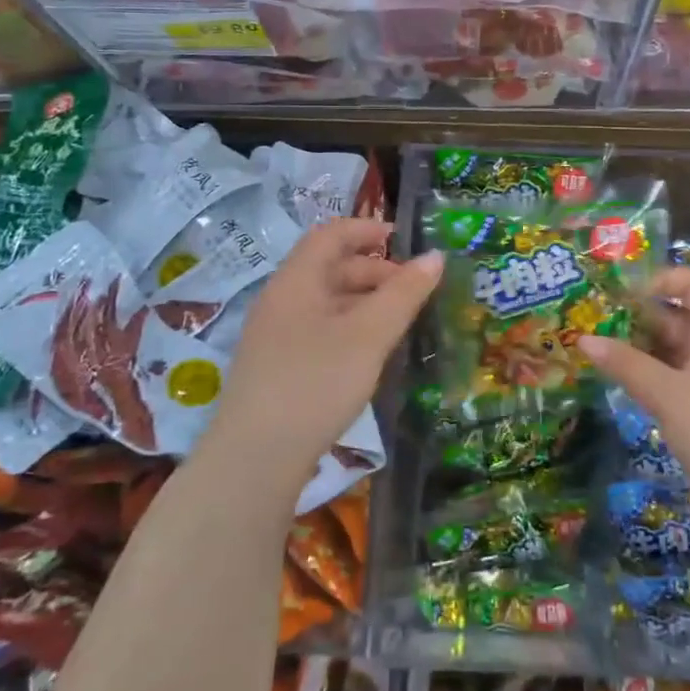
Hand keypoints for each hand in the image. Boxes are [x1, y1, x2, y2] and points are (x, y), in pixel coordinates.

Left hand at [211, 219, 441, 496]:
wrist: (254, 460)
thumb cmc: (315, 383)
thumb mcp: (369, 335)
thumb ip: (404, 294)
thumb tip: (435, 256)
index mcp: (296, 280)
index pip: (331, 234)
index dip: (367, 229)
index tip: (405, 242)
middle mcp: (280, 300)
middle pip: (330, 267)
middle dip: (374, 271)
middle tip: (413, 292)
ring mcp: (274, 336)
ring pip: (326, 302)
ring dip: (364, 302)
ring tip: (398, 323)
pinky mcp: (276, 367)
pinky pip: (318, 329)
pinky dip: (349, 328)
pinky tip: (368, 355)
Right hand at [579, 268, 689, 526]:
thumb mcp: (671, 396)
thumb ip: (627, 366)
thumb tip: (584, 339)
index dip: (661, 280)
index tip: (622, 296)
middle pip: (677, 317)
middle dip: (637, 317)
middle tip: (593, 323)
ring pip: (670, 350)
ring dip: (637, 348)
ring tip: (597, 351)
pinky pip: (670, 378)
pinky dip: (645, 375)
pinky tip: (618, 381)